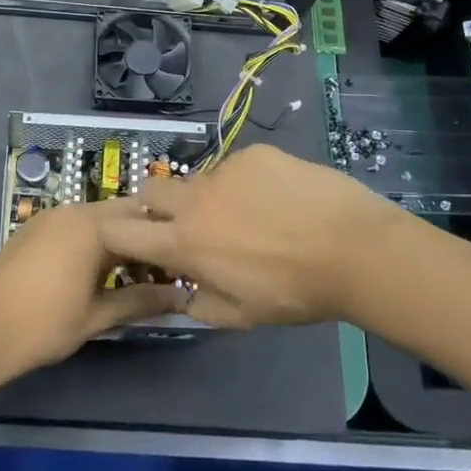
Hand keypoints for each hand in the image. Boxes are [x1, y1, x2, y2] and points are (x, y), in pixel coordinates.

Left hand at [0, 202, 188, 375]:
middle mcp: (73, 210)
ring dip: (119, 239)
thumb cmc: (44, 325)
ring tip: (135, 275)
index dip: (168, 242)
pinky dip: (94, 240)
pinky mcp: (35, 227)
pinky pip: (76, 225)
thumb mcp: (98, 315)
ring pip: (99, 218)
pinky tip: (99, 271)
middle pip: (123, 214)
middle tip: (163, 270)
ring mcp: (51, 216)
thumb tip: (181, 297)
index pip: (145, 220)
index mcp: (93, 226)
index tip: (184, 265)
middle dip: (144, 238)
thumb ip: (141, 300)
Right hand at [95, 144, 413, 328]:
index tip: (136, 240)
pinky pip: (236, 166)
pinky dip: (246, 182)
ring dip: (208, 196)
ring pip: (199, 179)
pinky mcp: (254, 154)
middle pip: (150, 190)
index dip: (117, 233)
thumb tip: (180, 294)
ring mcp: (224, 171)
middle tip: (189, 223)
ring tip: (250, 213)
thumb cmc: (295, 292)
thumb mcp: (241, 316)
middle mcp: (194, 200)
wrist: (354, 249)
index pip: (120, 229)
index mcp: (184, 243)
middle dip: (157, 205)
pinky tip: (279, 197)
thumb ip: (198, 305)